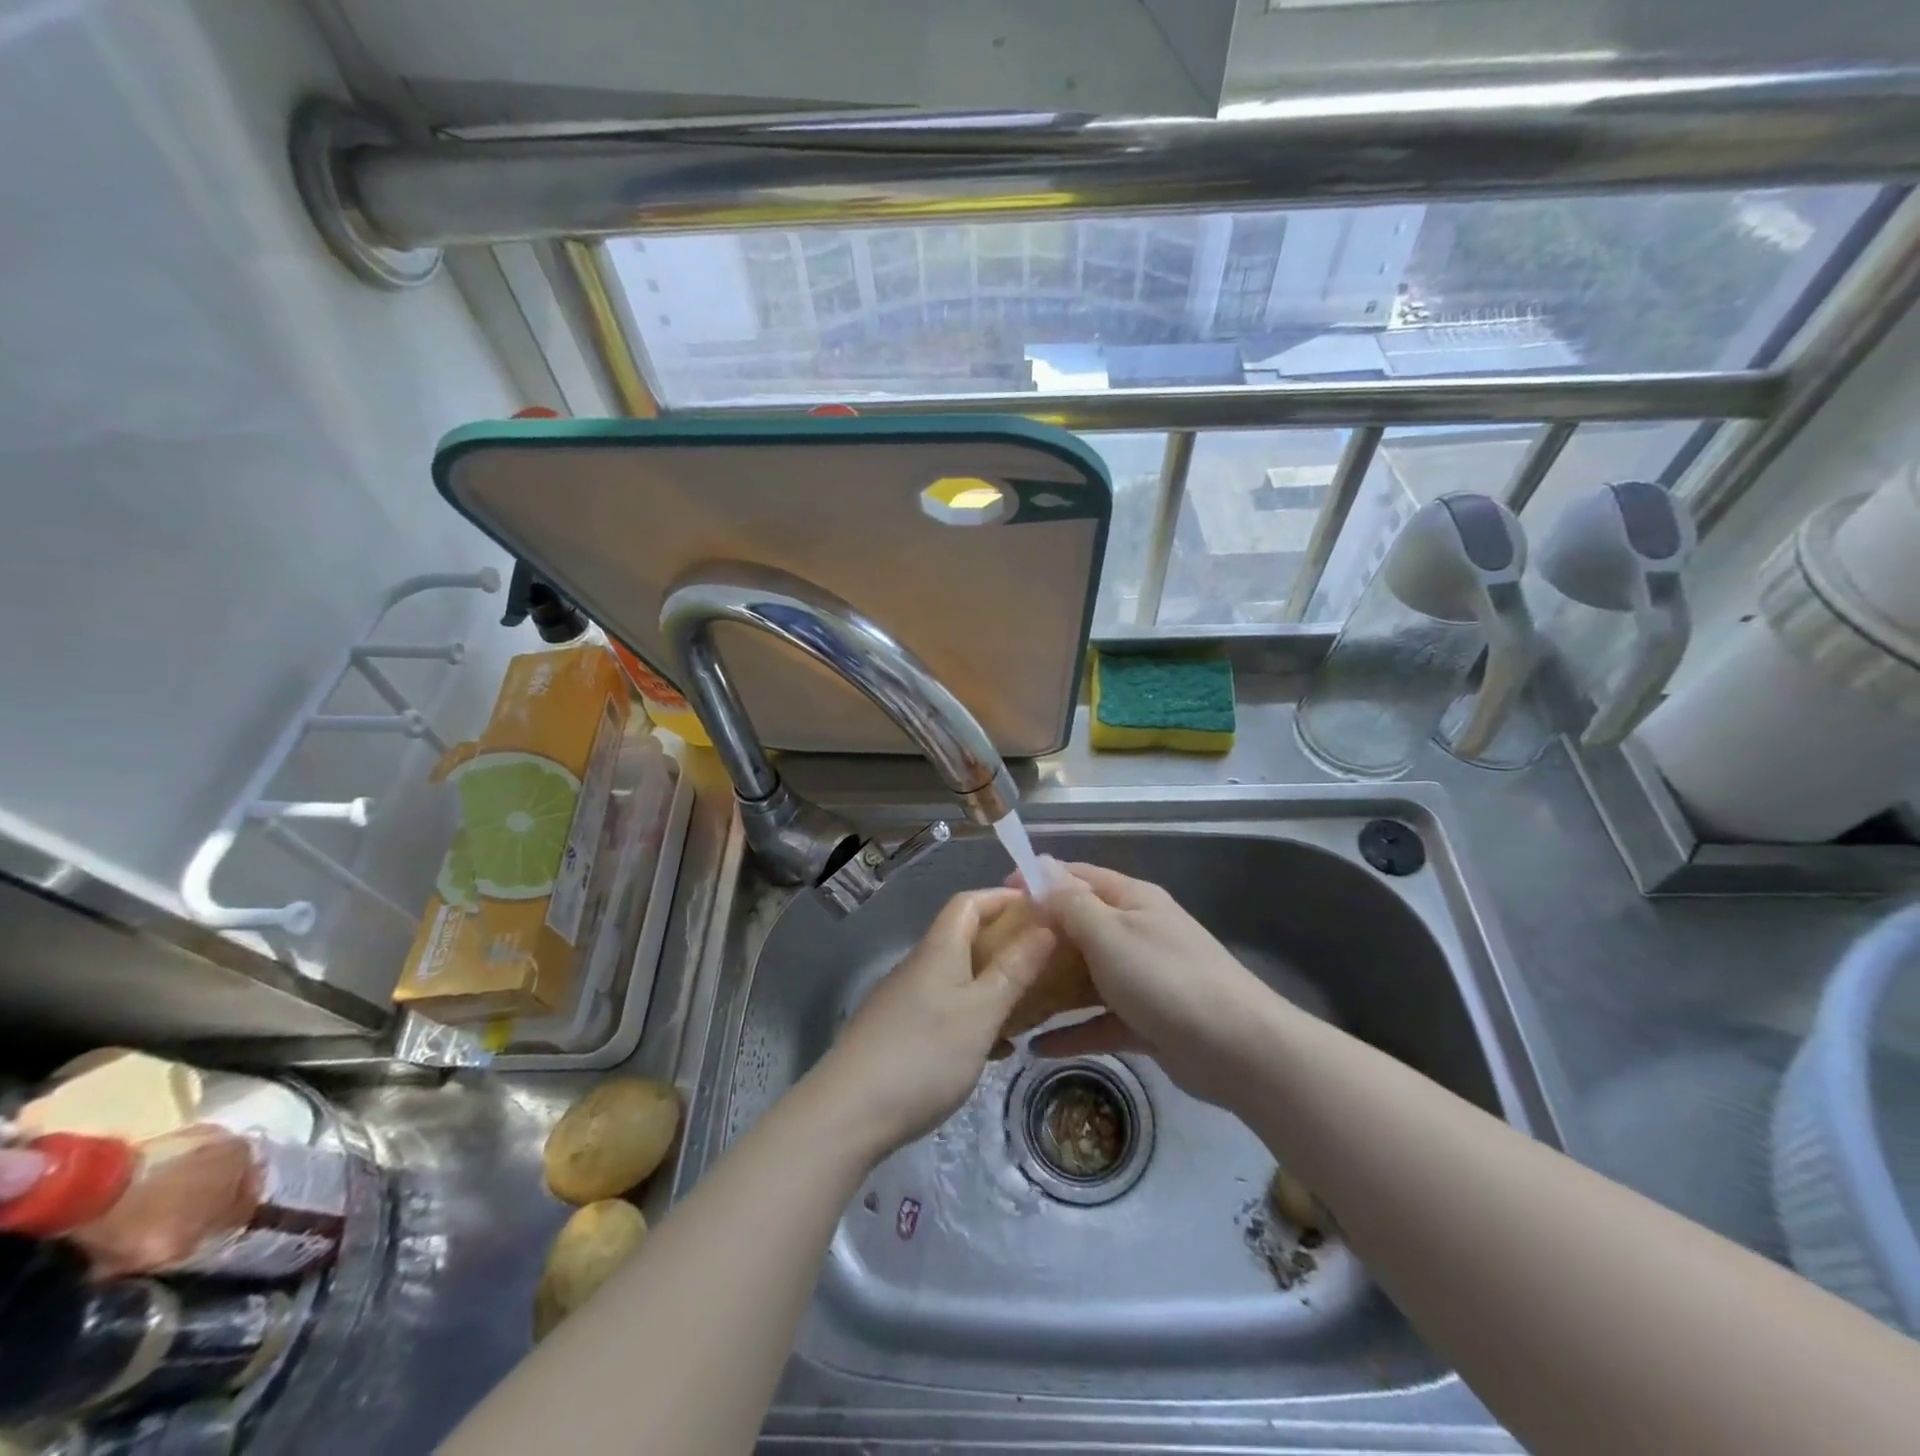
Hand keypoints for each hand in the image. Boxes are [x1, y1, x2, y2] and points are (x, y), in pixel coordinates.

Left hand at [812, 888, 1054, 1157]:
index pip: (969, 902)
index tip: (1040, 908)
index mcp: (938, 949)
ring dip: (992, 983)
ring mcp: (905, 999)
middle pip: (963, 937)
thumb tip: (1045, 926)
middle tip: (1045, 961)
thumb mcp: (981, 1013)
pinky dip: (974, 1016)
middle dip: (1004, 943)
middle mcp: (919, 965)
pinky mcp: (898, 1032)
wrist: (848, 1113)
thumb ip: (1014, 970)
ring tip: (1029, 1005)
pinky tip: (995, 1048)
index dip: (1002, 897)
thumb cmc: (924, 1055)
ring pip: (957, 977)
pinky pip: (945, 1009)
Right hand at [1022, 861, 1275, 1108]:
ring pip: (1087, 977)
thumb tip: (1040, 868)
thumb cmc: (1166, 979)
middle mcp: (1136, 933)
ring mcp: (1143, 979)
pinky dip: (1073, 1032)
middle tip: (996, 953)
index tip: (999, 896)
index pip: (1077, 877)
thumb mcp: (1110, 934)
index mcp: (1131, 901)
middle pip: (1079, 928)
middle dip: (1040, 938)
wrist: (1239, 1050)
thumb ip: (1071, 903)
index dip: (1038, 881)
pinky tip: (1037, 1048)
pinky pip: (1100, 1021)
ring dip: (1052, 987)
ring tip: (1010, 999)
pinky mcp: (1147, 1022)